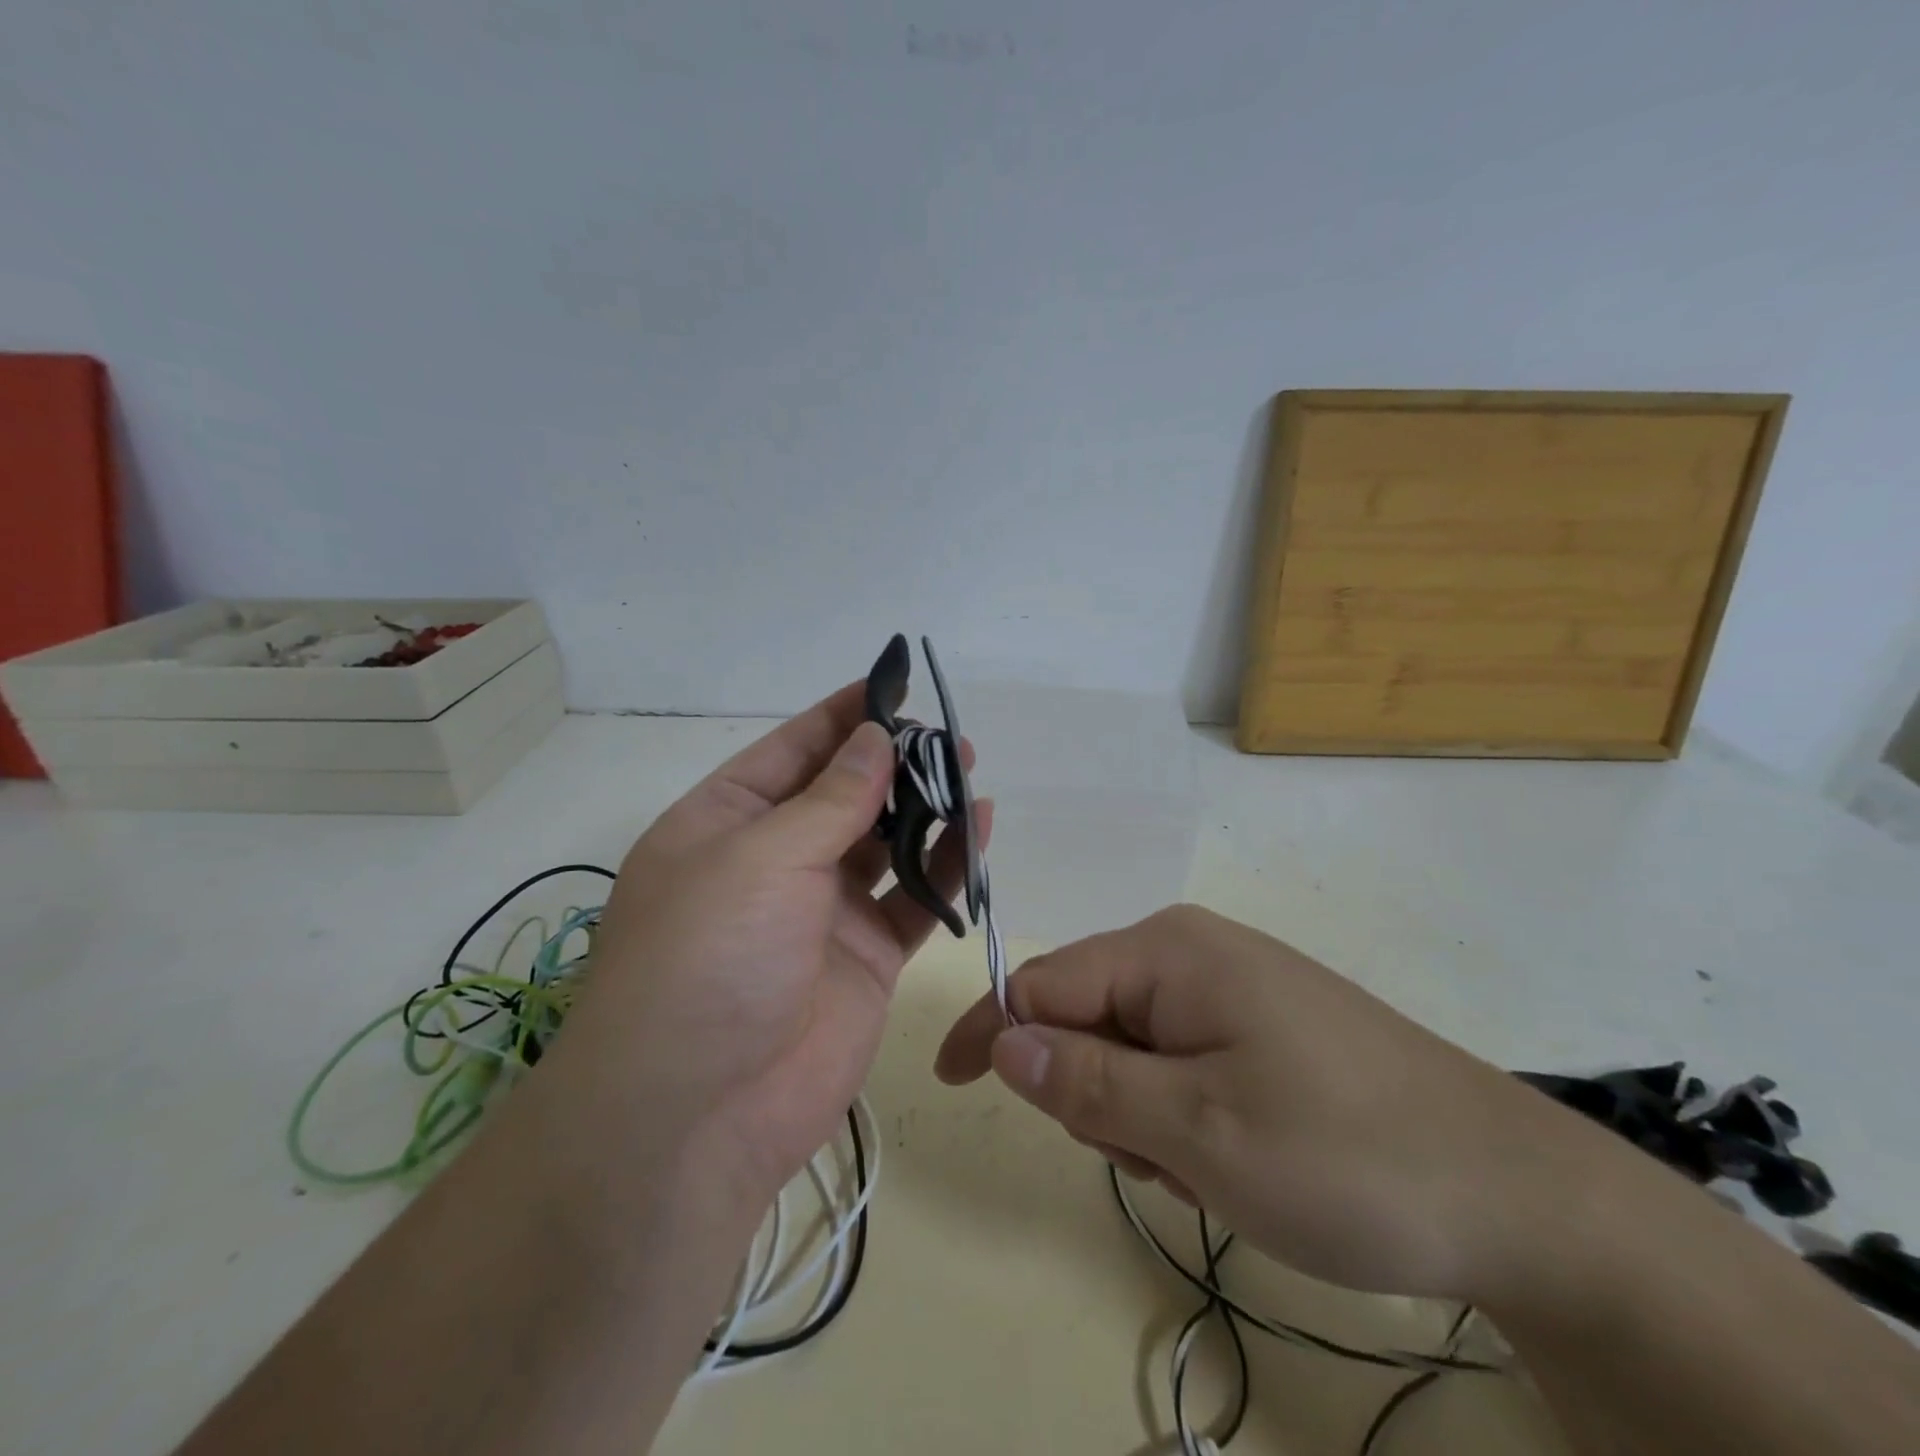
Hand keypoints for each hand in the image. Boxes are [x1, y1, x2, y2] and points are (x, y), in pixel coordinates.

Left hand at [546, 682, 988, 1202]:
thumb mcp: (761, 858)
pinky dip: (946, 866)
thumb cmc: (706, 960)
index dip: (841, 716)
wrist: (696, 1117)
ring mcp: (822, 911)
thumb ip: (831, 798)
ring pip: (885, 843)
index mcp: (725, 824)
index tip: (892, 684)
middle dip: (893, 761)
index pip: (792, 751)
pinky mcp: (866, 957)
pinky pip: (914, 899)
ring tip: (969, 771)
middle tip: (947, 735)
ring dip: (925, 808)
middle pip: (844, 794)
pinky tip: (979, 830)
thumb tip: (876, 737)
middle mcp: (774, 861)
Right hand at [935, 905, 1607, 1302]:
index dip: (991, 1031)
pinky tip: (1239, 1157)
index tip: (952, 1084)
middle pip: (1088, 1016)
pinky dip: (1182, 1116)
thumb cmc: (1345, 1155)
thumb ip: (1088, 1082)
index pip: (1043, 982)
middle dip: (1095, 1095)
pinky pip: (1180, 1059)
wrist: (1517, 1194)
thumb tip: (1003, 1040)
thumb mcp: (1197, 1131)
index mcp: (1168, 951)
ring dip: (1143, 1116)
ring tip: (1213, 1169)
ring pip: (1133, 1047)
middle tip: (1160, 1160)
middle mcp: (1192, 949)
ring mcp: (1232, 984)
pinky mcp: (1261, 1021)